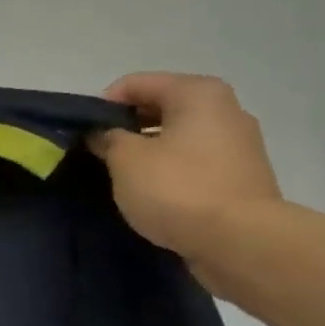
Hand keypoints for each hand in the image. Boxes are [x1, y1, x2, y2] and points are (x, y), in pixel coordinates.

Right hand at [88, 73, 283, 276]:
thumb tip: (103, 133)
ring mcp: (238, 145)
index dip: (103, 105)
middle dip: (127, 128)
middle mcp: (225, 109)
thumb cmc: (178, 189)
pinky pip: (194, 164)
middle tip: (99, 155)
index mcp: (198, 93)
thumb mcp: (126, 160)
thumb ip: (108, 138)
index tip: (84, 134)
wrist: (240, 242)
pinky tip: (152, 194)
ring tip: (122, 177)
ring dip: (148, 151)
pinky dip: (170, 172)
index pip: (136, 84)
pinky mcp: (241, 177)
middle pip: (161, 107)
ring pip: (178, 137)